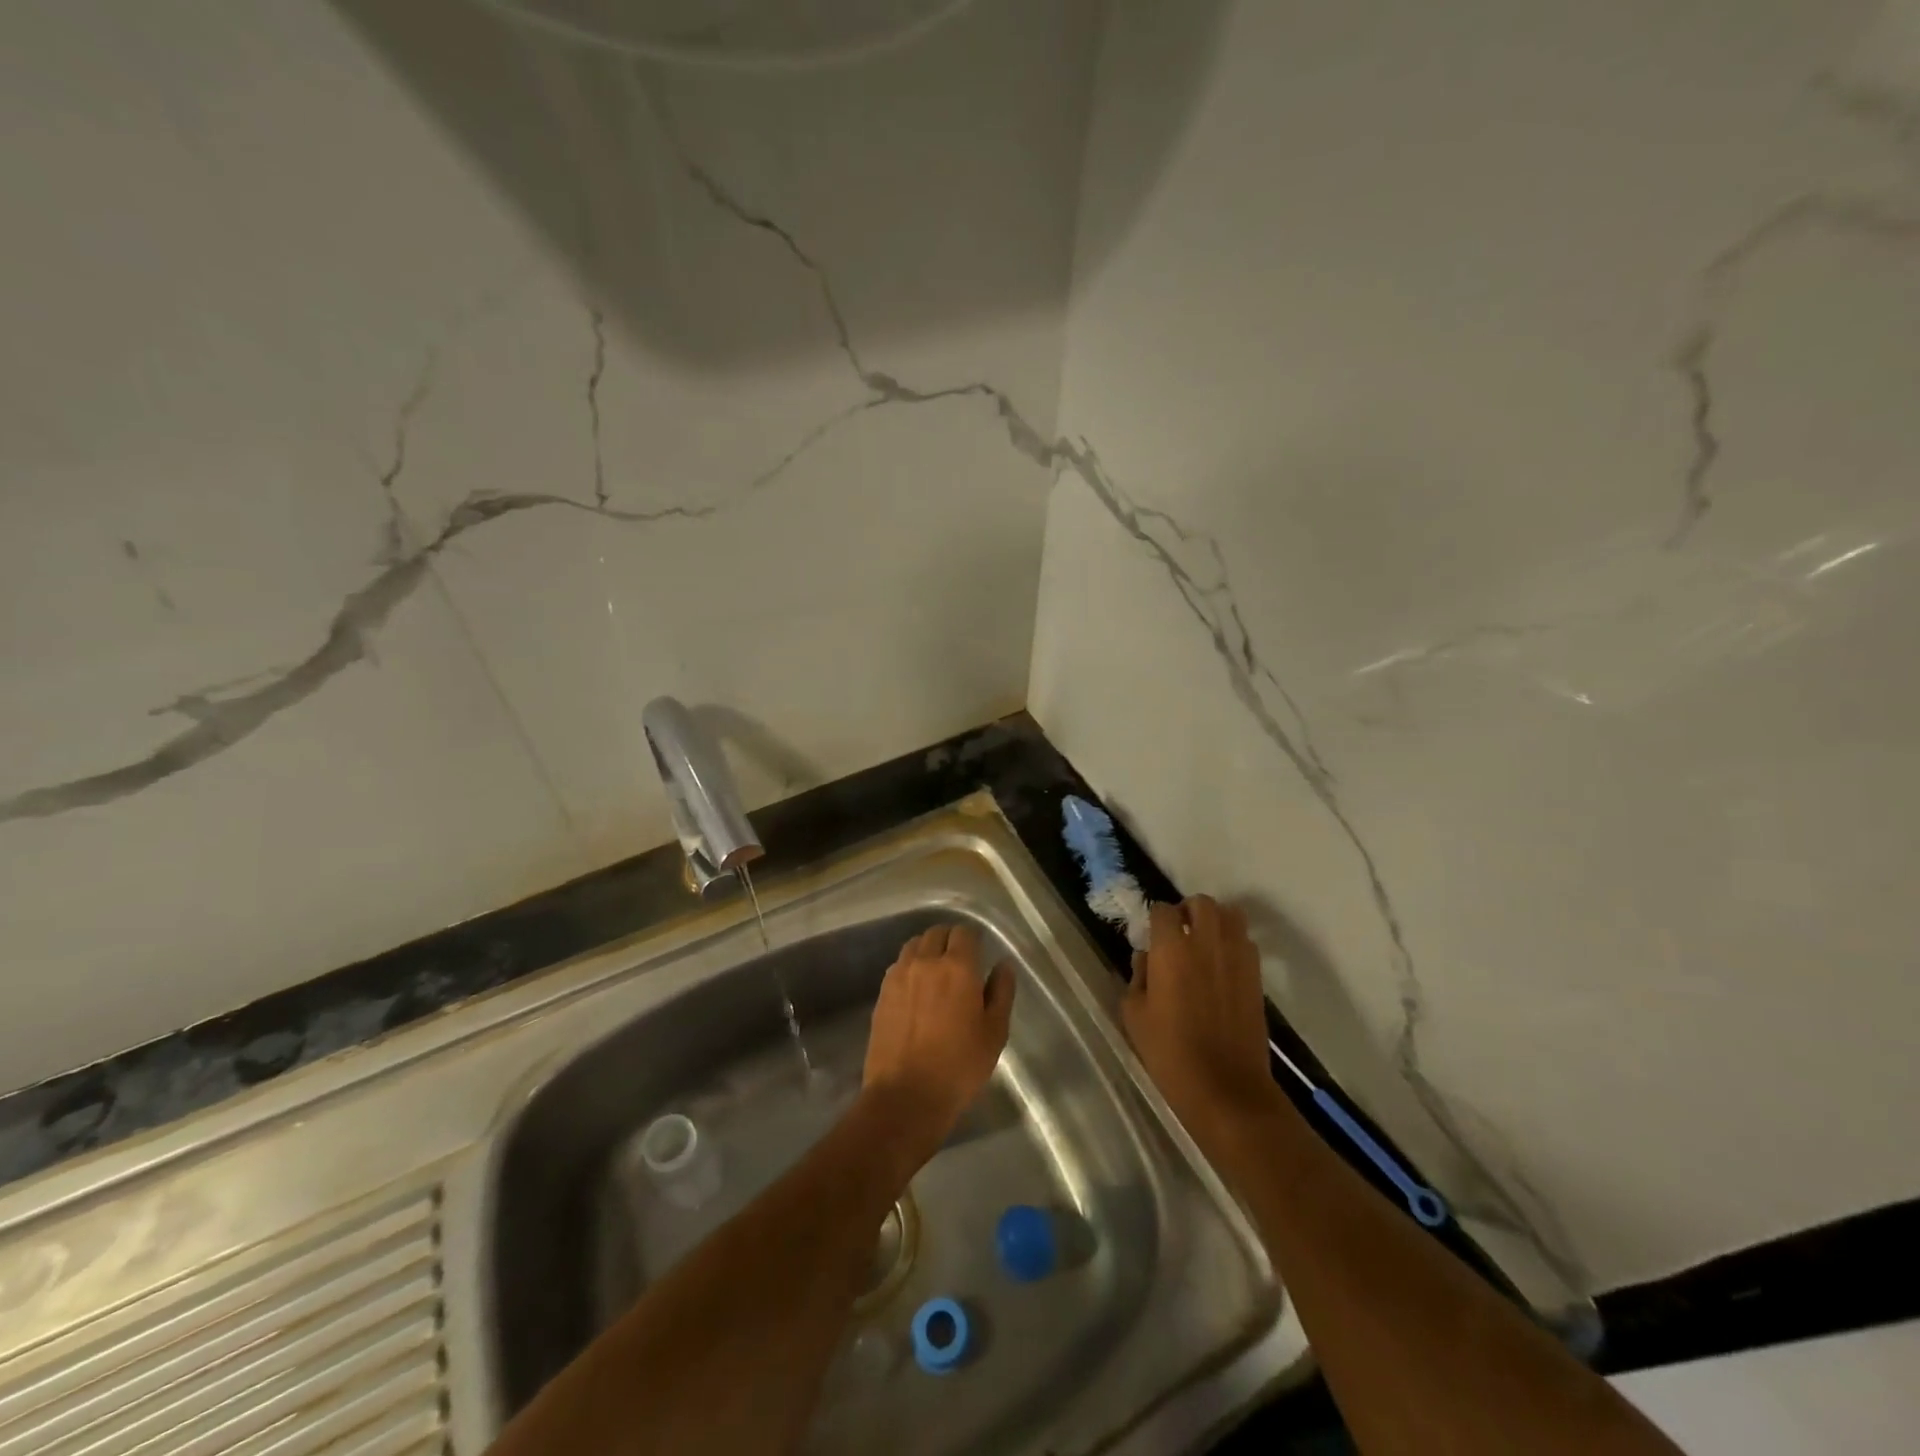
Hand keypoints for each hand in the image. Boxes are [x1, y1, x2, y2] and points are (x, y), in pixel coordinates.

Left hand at [862, 923, 1014, 1153]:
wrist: (905, 1096)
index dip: (973, 939)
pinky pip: (899, 965)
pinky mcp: (882, 993)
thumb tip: (1003, 965)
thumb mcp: (994, 1033)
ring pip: (914, 945)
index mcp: (957, 967)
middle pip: (936, 933)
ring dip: (928, 950)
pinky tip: (917, 989)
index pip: (964, 933)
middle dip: (950, 940)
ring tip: (937, 972)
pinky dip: (910, 967)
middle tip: (961, 962)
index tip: (979, 954)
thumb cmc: (959, 1067)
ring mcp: (899, 976)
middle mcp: (925, 962)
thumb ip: (1001, 993)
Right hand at [1123, 897, 1280, 1149]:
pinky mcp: (1256, 975)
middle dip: (1187, 911)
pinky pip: (1246, 941)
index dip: (1155, 919)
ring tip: (1203, 942)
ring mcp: (1237, 957)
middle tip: (1178, 933)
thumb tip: (1147, 959)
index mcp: (1172, 949)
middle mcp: (1206, 943)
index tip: (1151, 935)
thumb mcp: (1135, 1015)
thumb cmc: (1170, 1052)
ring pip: (1230, 915)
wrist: (1225, 1087)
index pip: (1163, 910)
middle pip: (1201, 903)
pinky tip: (1222, 965)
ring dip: (1214, 921)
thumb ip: (1138, 977)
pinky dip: (1233, 942)